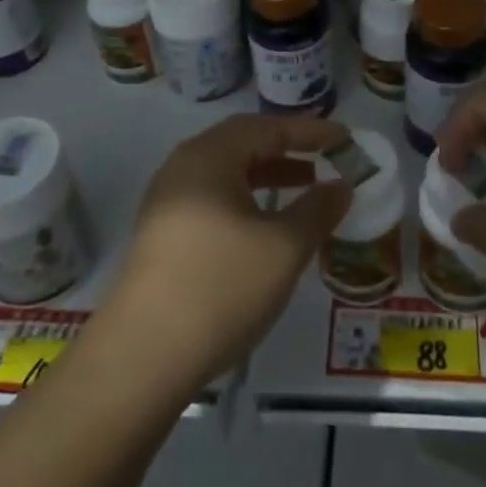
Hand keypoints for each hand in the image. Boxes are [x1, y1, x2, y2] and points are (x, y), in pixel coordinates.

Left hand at [108, 114, 352, 391]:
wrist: (140, 359)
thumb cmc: (220, 288)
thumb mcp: (283, 248)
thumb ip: (317, 210)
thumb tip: (342, 185)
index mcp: (210, 156)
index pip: (268, 127)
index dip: (310, 131)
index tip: (345, 138)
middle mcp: (183, 166)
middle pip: (242, 143)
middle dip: (287, 149)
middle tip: (324, 159)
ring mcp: (167, 200)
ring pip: (226, 173)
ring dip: (267, 175)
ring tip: (305, 190)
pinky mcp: (160, 233)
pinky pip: (212, 198)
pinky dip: (246, 200)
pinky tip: (265, 227)